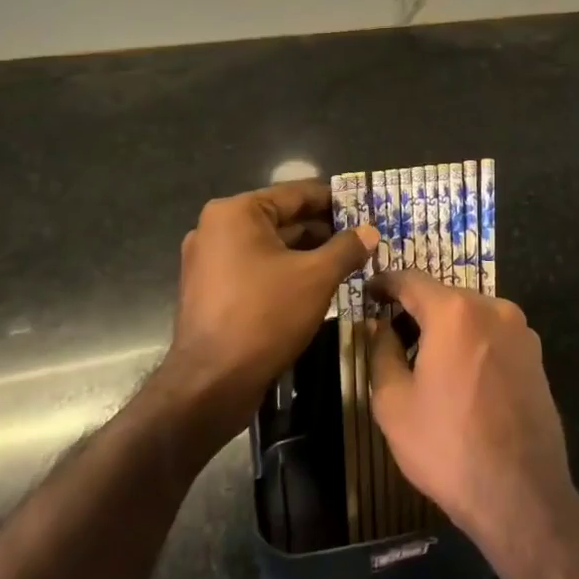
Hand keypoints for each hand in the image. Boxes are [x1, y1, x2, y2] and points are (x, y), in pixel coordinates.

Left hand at [167, 181, 378, 432]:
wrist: (211, 384)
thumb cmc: (264, 316)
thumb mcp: (316, 277)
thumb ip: (346, 248)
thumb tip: (370, 231)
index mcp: (236, 213)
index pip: (296, 194)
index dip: (335, 200)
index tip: (365, 207)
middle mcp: (216, 228)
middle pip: (282, 219)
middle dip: (323, 230)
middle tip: (362, 239)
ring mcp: (208, 261)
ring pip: (270, 246)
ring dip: (307, 253)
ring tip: (347, 261)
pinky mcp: (210, 290)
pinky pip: (255, 268)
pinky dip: (285, 271)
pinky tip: (316, 285)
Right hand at [367, 270, 574, 546]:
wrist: (521, 493)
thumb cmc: (448, 445)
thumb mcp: (394, 402)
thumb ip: (382, 352)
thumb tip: (381, 327)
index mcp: (455, 311)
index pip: (411, 280)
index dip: (385, 283)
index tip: (368, 292)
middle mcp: (493, 308)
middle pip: (444, 296)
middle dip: (416, 310)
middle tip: (391, 336)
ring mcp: (521, 331)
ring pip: (471, 315)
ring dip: (446, 328)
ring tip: (424, 362)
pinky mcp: (536, 356)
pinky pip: (493, 336)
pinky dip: (471, 344)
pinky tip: (460, 378)